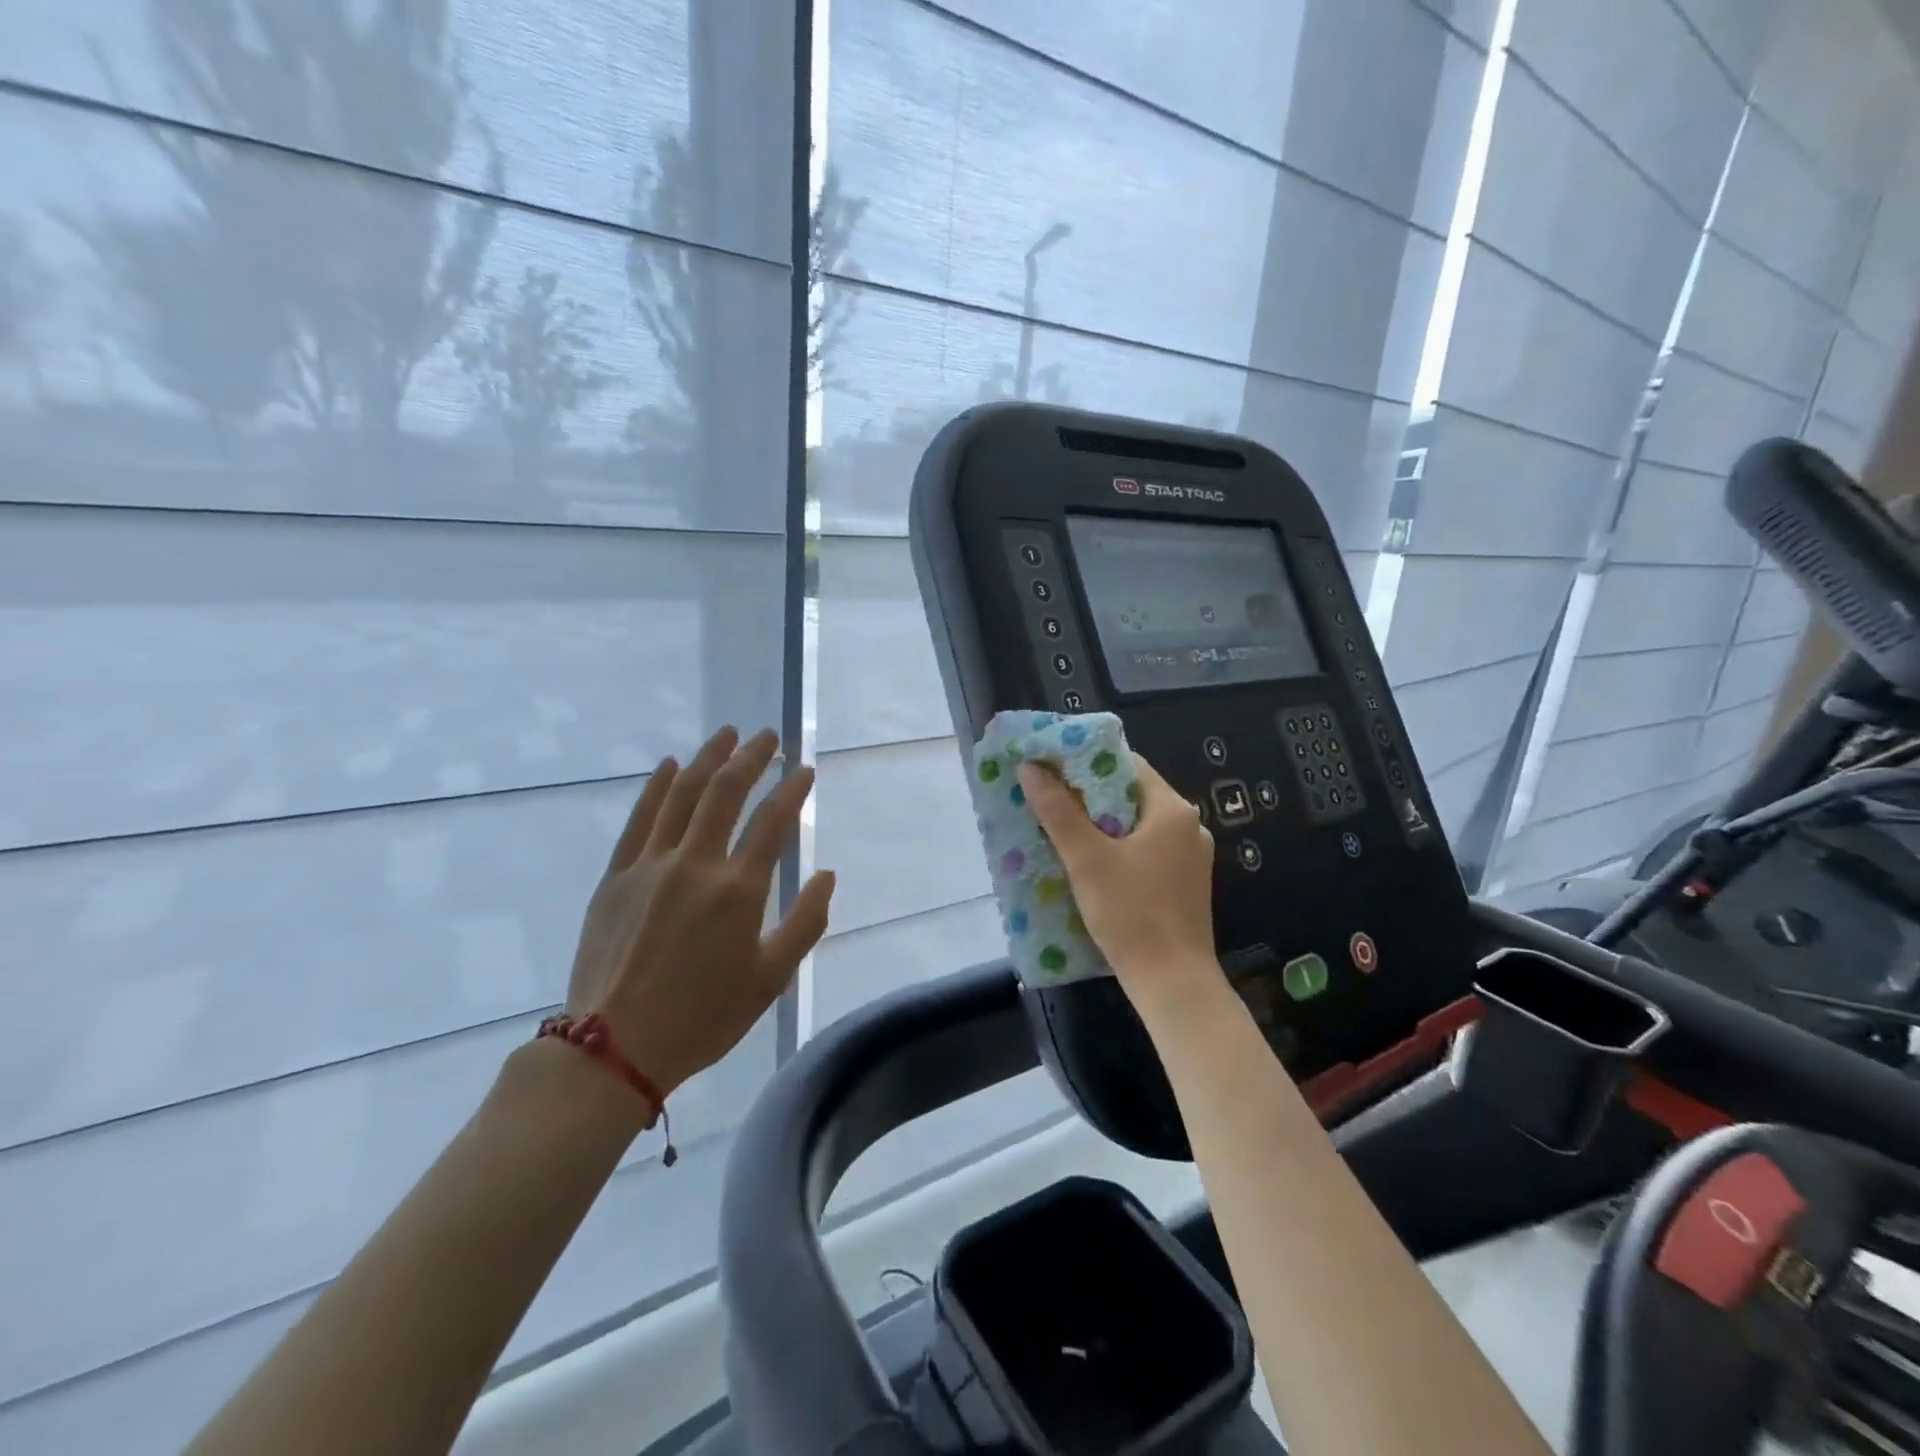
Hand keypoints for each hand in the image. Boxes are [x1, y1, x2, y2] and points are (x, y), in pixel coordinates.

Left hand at [568, 726, 834, 1098]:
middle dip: (752, 758)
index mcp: (738, 890)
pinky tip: (671, 764)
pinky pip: (640, 819)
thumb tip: (826, 875)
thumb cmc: (703, 1017)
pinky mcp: (616, 876)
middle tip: (769, 737)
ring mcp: (650, 865)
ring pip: (682, 794)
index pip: (773, 821)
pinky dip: (657, 786)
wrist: (613, 1049)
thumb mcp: (771, 979)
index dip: (793, 789)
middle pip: (726, 793)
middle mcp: (695, 864)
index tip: (804, 769)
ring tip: (727, 735)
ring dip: (708, 759)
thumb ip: (806, 922)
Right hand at [1019, 753, 1217, 1006]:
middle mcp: (1188, 826)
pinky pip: (1146, 851)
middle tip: (1048, 798)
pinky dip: (1118, 849)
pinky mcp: (1185, 884)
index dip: (1086, 762)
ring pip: (1137, 825)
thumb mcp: (1086, 859)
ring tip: (1060, 829)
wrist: (1173, 983)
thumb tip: (1031, 768)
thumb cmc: (1131, 913)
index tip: (1051, 766)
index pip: (1126, 765)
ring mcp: (1190, 857)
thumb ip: (1058, 811)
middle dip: (1088, 795)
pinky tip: (1089, 863)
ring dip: (1101, 824)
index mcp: (1172, 809)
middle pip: (1131, 794)